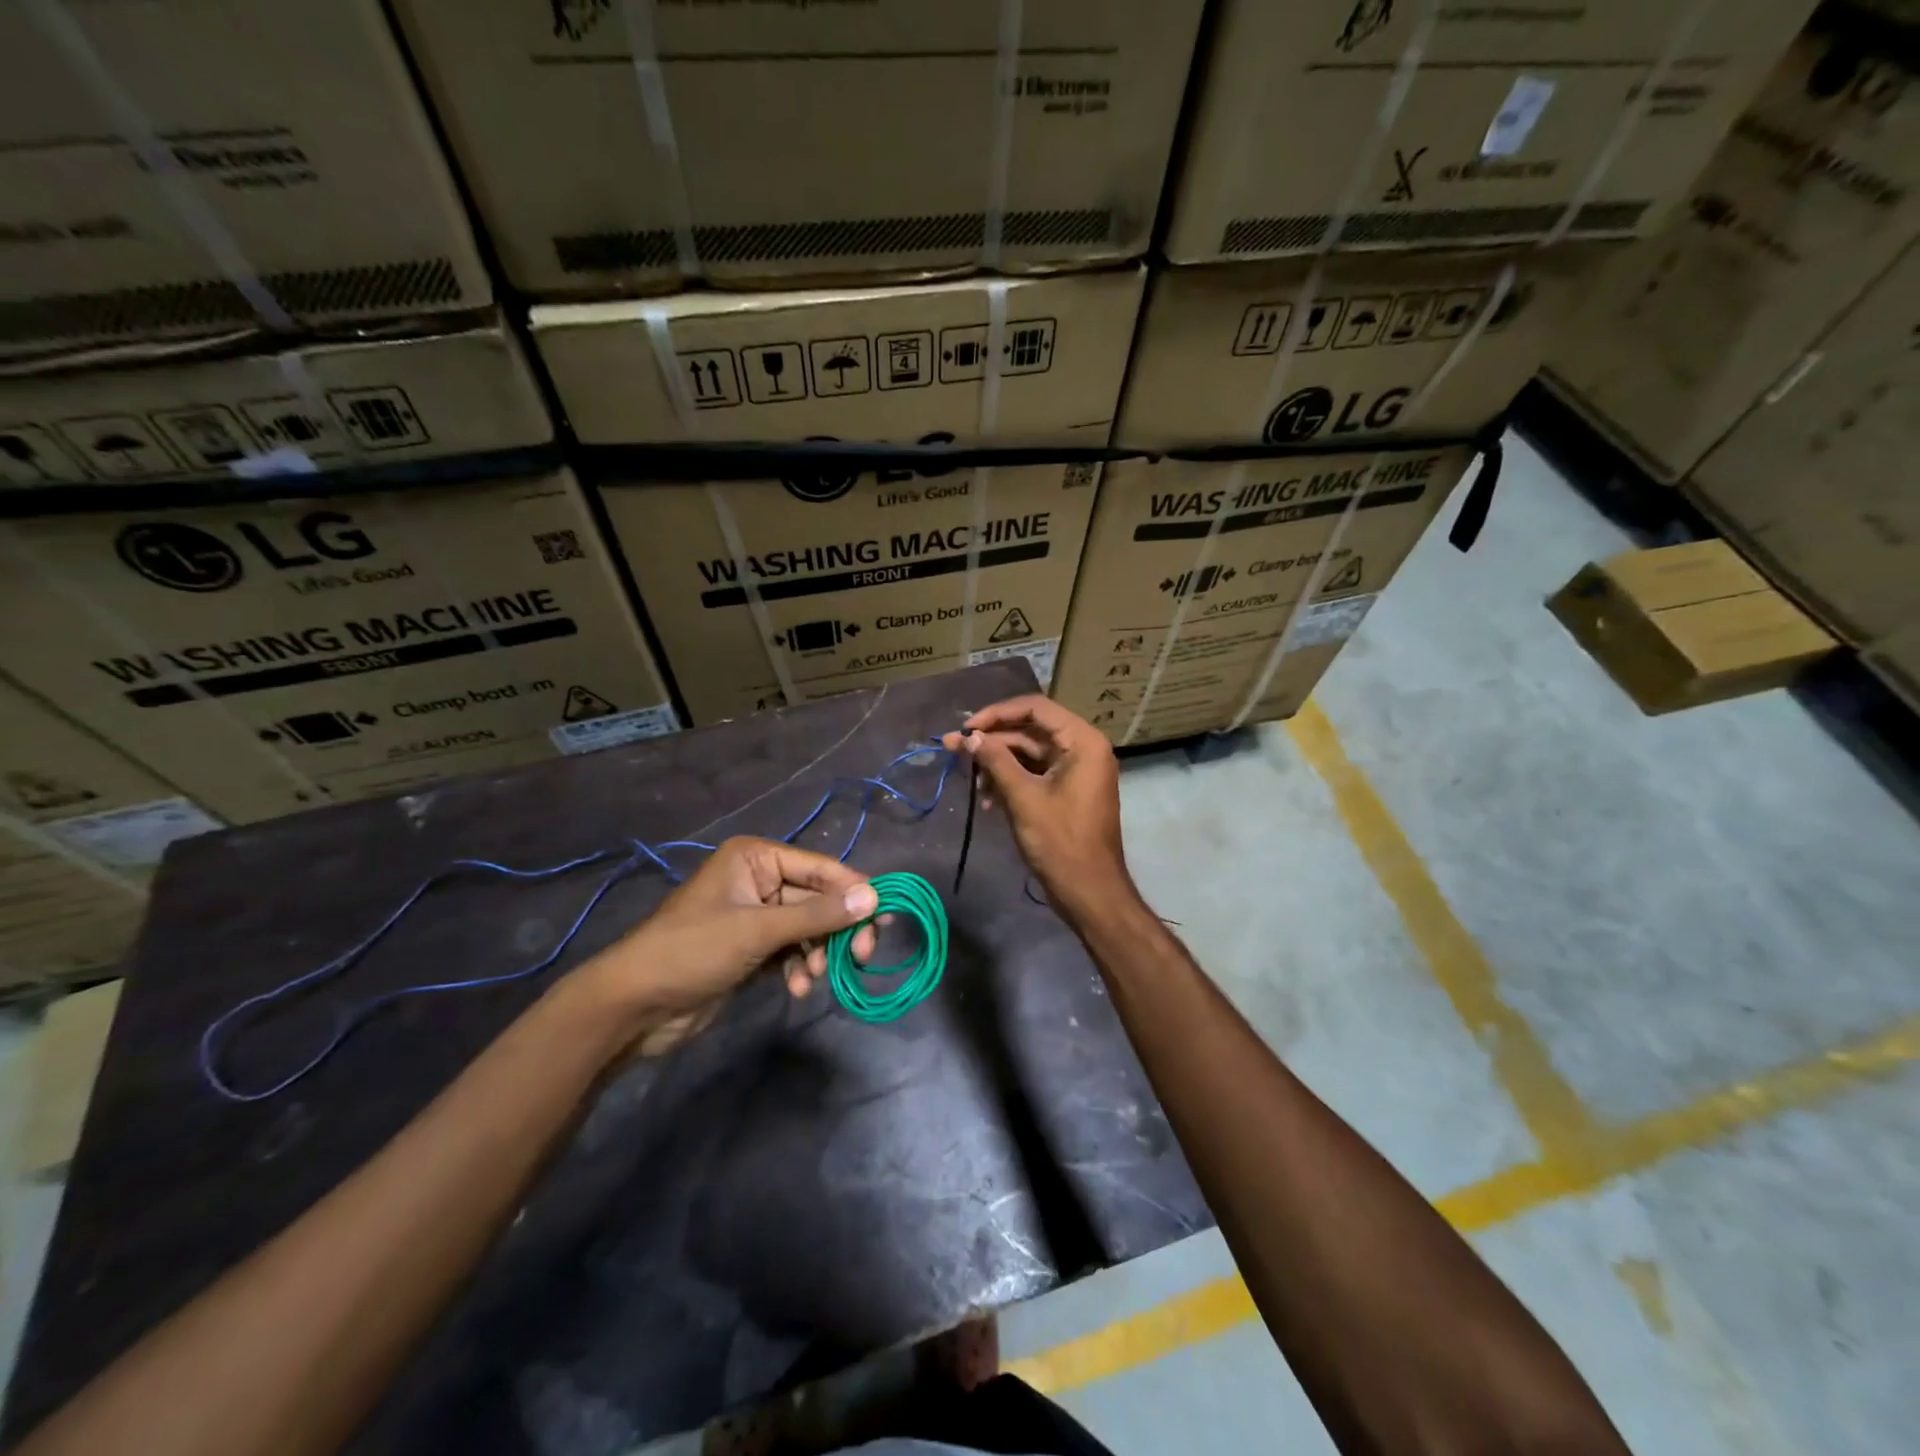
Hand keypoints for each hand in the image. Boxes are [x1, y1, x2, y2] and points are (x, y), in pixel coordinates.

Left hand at [570, 837, 878, 1056]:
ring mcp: (755, 915)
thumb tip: (874, 898)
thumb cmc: (693, 951)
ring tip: (814, 978)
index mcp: (756, 858)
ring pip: (808, 927)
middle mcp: (759, 879)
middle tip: (860, 956)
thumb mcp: (758, 930)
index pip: (820, 868)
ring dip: (817, 953)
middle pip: (817, 899)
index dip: (853, 892)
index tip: (882, 920)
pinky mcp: (752, 948)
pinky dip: (799, 967)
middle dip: (836, 929)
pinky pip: (792, 949)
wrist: (634, 1006)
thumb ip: (817, 915)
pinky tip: (797, 988)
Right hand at [943, 695, 1133, 925]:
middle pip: (1030, 730)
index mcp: (1082, 742)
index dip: (997, 713)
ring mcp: (1075, 771)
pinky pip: (1034, 774)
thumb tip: (970, 737)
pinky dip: (1010, 781)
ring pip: (1029, 754)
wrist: (1089, 892)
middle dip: (992, 741)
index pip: (1035, 708)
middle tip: (953, 749)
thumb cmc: (1060, 842)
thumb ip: (995, 761)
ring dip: (997, 764)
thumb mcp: (1023, 797)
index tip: (966, 728)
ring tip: (969, 782)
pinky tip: (985, 801)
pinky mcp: (1066, 791)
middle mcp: (1082, 748)